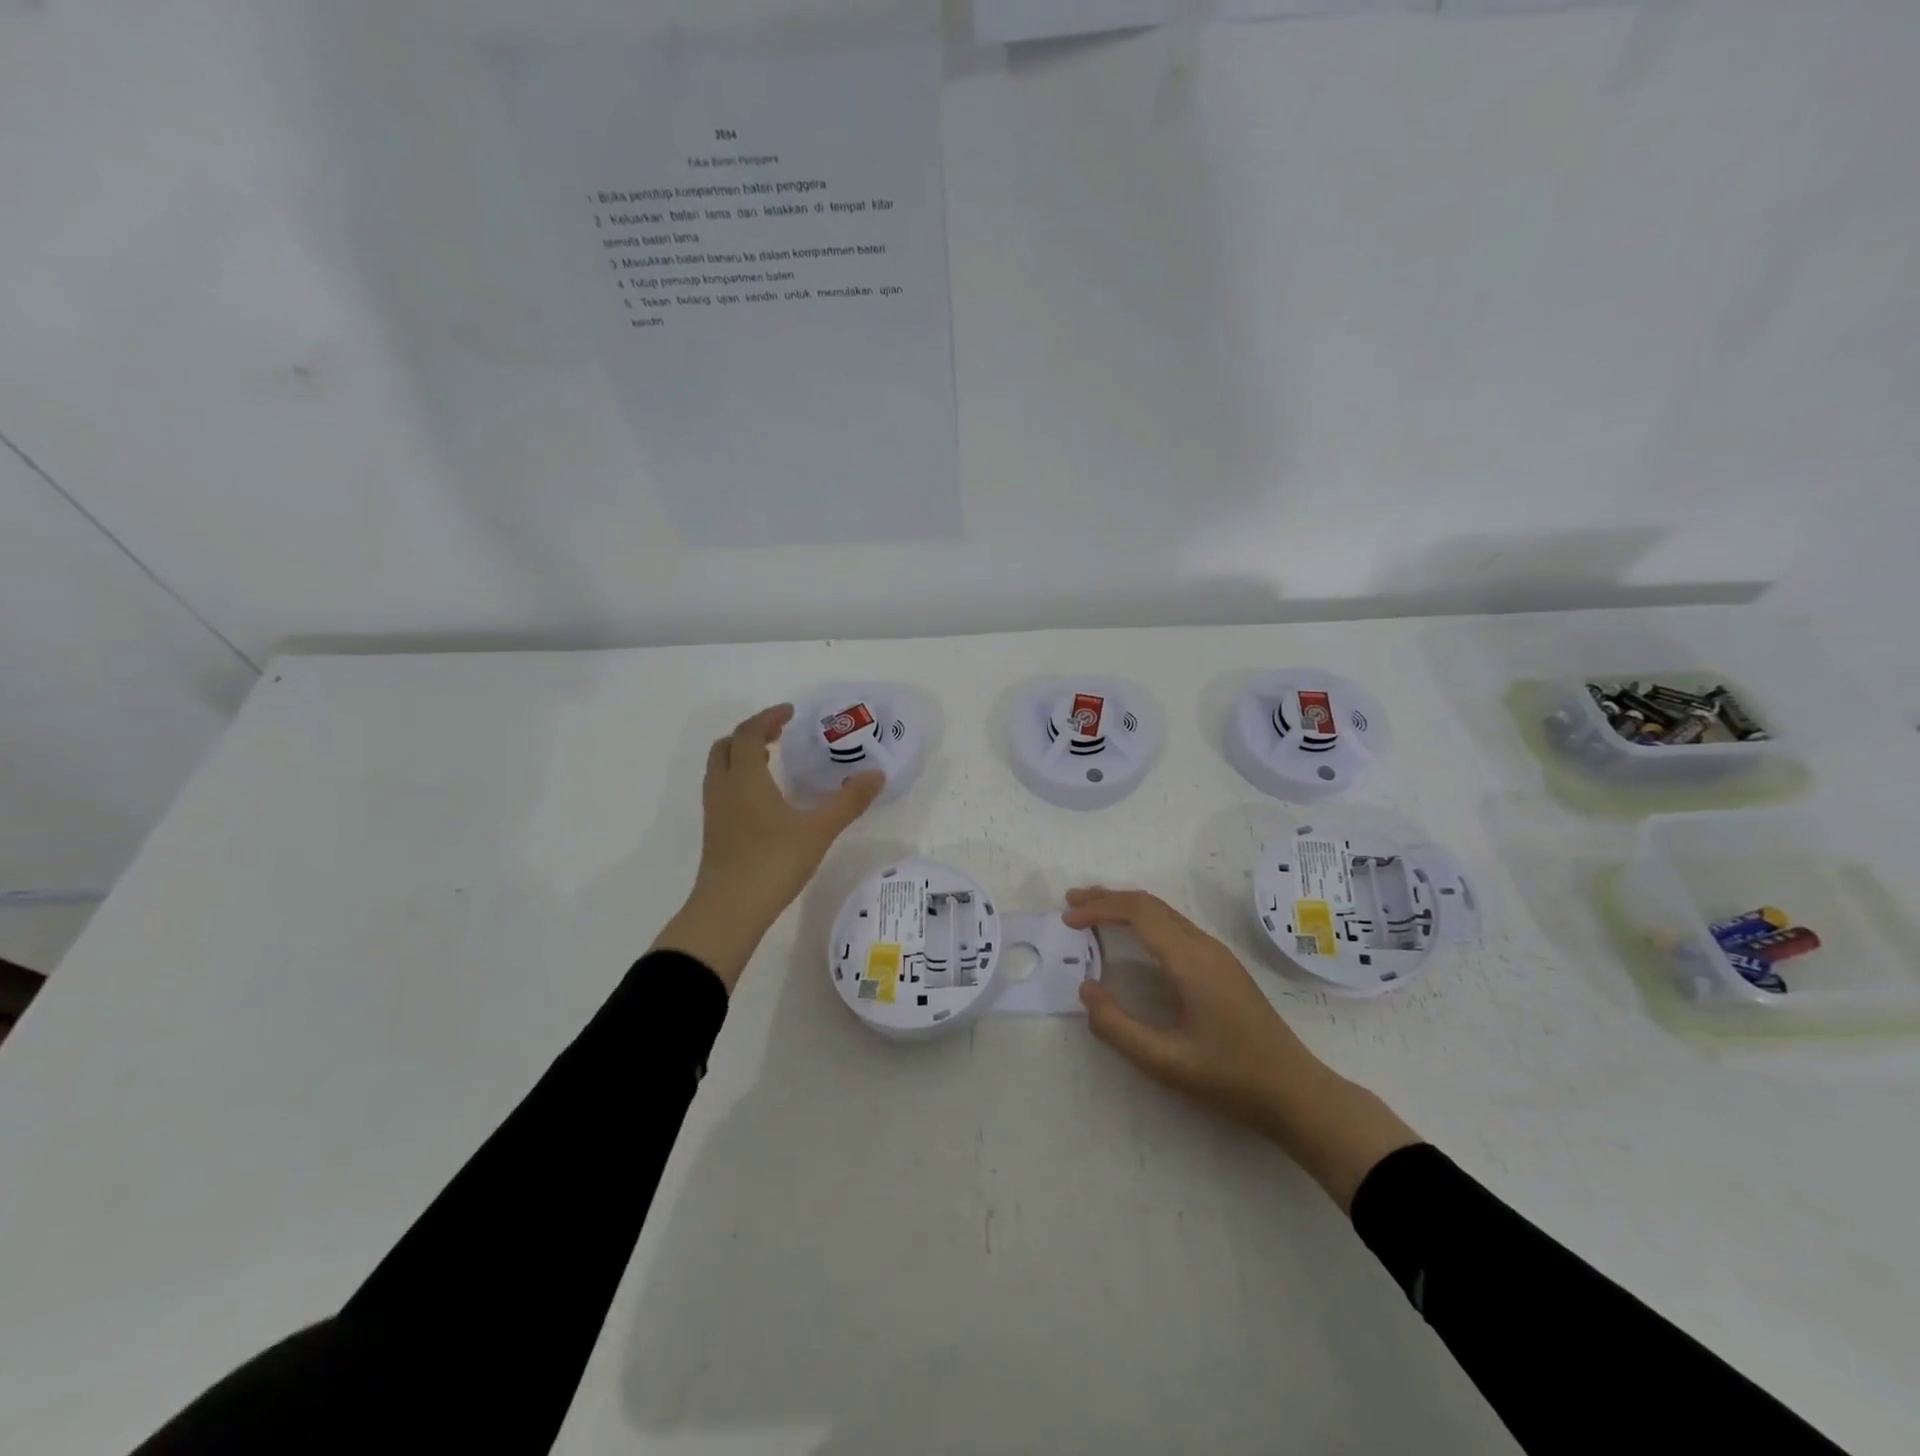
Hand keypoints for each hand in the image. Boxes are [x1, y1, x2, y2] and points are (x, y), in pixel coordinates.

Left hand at [652, 704, 885, 990]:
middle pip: (727, 746)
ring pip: (721, 769)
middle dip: (751, 734)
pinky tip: (764, 799)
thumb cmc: (773, 863)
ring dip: (742, 756)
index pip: (749, 734)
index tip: (790, 713)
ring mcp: (715, 812)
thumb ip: (848, 802)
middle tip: (778, 734)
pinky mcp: (715, 833)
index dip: (768, 718)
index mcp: (745, 779)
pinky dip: (739, 778)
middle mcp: (724, 788)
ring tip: (771, 761)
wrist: (729, 911)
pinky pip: (722, 790)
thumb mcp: (819, 831)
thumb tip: (877, 775)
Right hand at [1066, 887, 1418, 1210]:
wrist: (1296, 1093)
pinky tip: (1132, 936)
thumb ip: (1117, 1027)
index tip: (1068, 919)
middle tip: (1071, 902)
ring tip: (1093, 912)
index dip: (1099, 909)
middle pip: (1150, 904)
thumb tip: (1087, 990)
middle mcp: (1204, 946)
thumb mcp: (1164, 1062)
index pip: (1138, 914)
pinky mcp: (1222, 967)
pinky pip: (1175, 926)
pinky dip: (1144, 920)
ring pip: (1164, 913)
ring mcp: (1217, 954)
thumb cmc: (1230, 1078)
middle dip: (1108, 898)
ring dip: (1126, 907)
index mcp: (1190, 960)